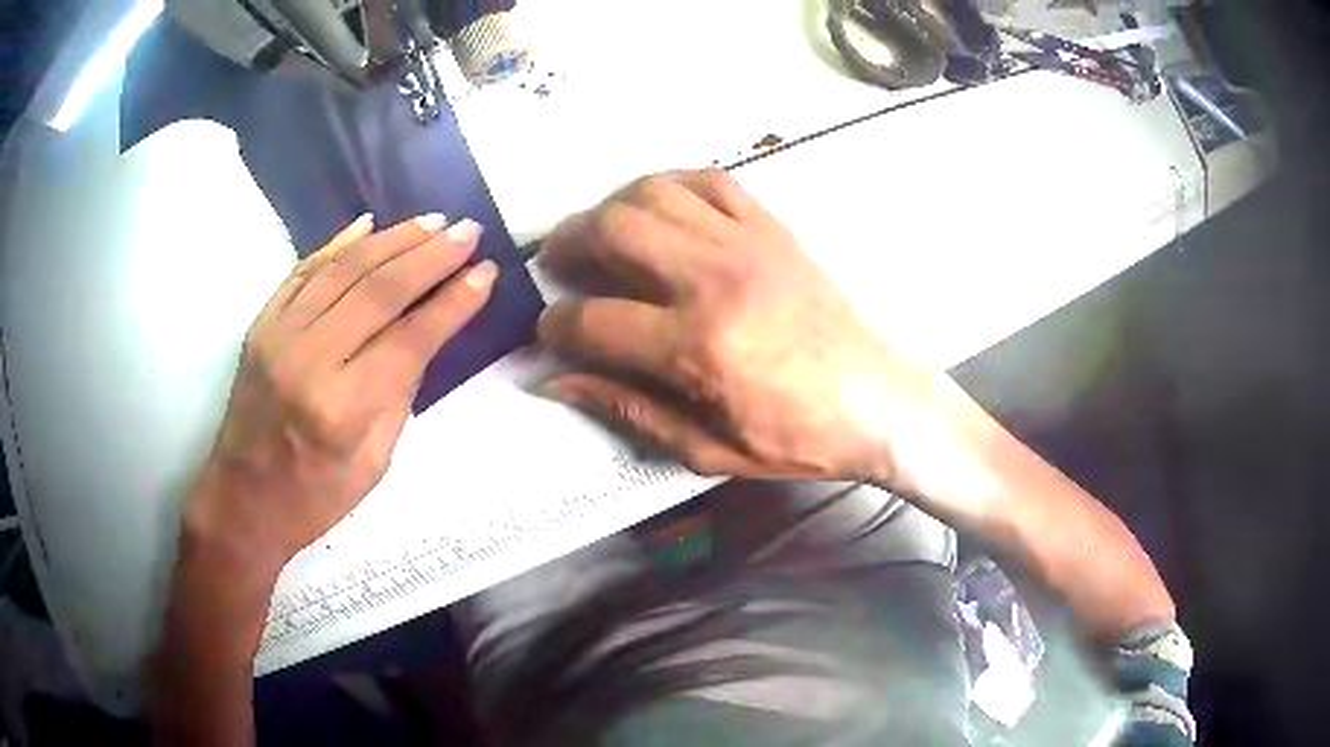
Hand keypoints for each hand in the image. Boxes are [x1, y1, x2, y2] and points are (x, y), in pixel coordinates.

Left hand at [184, 213, 497, 574]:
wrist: (242, 501)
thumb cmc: (315, 498)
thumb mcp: (374, 462)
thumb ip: (399, 392)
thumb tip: (427, 332)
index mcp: (342, 408)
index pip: (409, 339)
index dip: (453, 302)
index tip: (486, 272)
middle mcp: (308, 360)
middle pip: (378, 291)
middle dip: (430, 256)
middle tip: (468, 230)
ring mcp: (278, 336)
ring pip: (342, 269)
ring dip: (393, 240)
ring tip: (432, 222)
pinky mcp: (261, 324)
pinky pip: (304, 271)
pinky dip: (339, 244)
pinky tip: (370, 225)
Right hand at [537, 170, 947, 487]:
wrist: (877, 401)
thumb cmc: (795, 437)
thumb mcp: (706, 449)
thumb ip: (628, 409)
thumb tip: (557, 380)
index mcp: (696, 347)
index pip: (594, 320)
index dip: (556, 325)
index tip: (550, 329)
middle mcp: (713, 280)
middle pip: (614, 230)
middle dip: (568, 242)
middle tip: (560, 261)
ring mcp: (746, 244)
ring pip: (654, 192)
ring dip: (612, 206)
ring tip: (603, 232)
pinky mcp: (772, 228)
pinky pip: (708, 180)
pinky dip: (670, 186)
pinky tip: (659, 208)